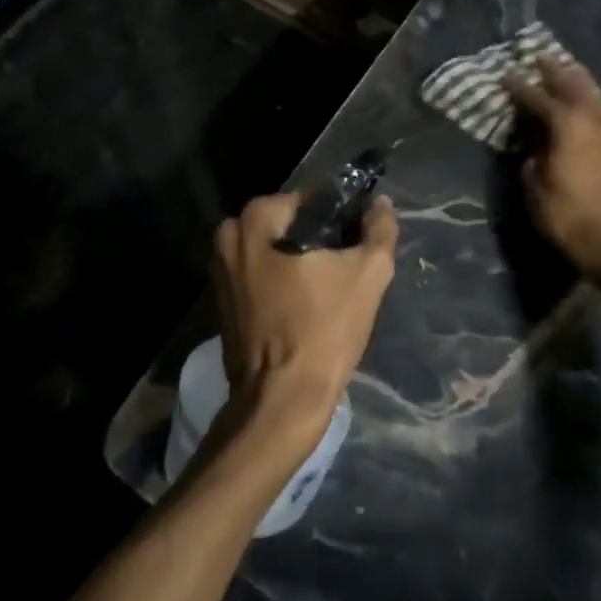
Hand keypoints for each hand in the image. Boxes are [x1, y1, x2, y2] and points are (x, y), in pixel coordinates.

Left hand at [212, 193, 398, 447]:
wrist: (282, 400)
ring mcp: (219, 269)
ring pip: (275, 250)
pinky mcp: (221, 299)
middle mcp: (229, 235)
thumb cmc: (324, 330)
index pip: (312, 199)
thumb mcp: (368, 274)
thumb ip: (379, 229)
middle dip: (321, 239)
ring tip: (332, 289)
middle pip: (291, 224)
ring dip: (302, 261)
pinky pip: (261, 274)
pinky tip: (307, 304)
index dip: (343, 216)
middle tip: (350, 268)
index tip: (361, 240)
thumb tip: (381, 204)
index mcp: (256, 218)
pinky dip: (283, 281)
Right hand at [505, 58, 600, 278]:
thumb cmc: (565, 217)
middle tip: (540, 57)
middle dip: (555, 71)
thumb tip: (534, 146)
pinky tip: (589, 102)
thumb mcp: (534, 187)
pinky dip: (593, 100)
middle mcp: (592, 122)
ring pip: (595, 96)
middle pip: (573, 86)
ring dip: (579, 80)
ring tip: (567, 68)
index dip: (520, 87)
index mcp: (566, 128)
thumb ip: (532, 158)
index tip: (507, 74)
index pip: (539, 99)